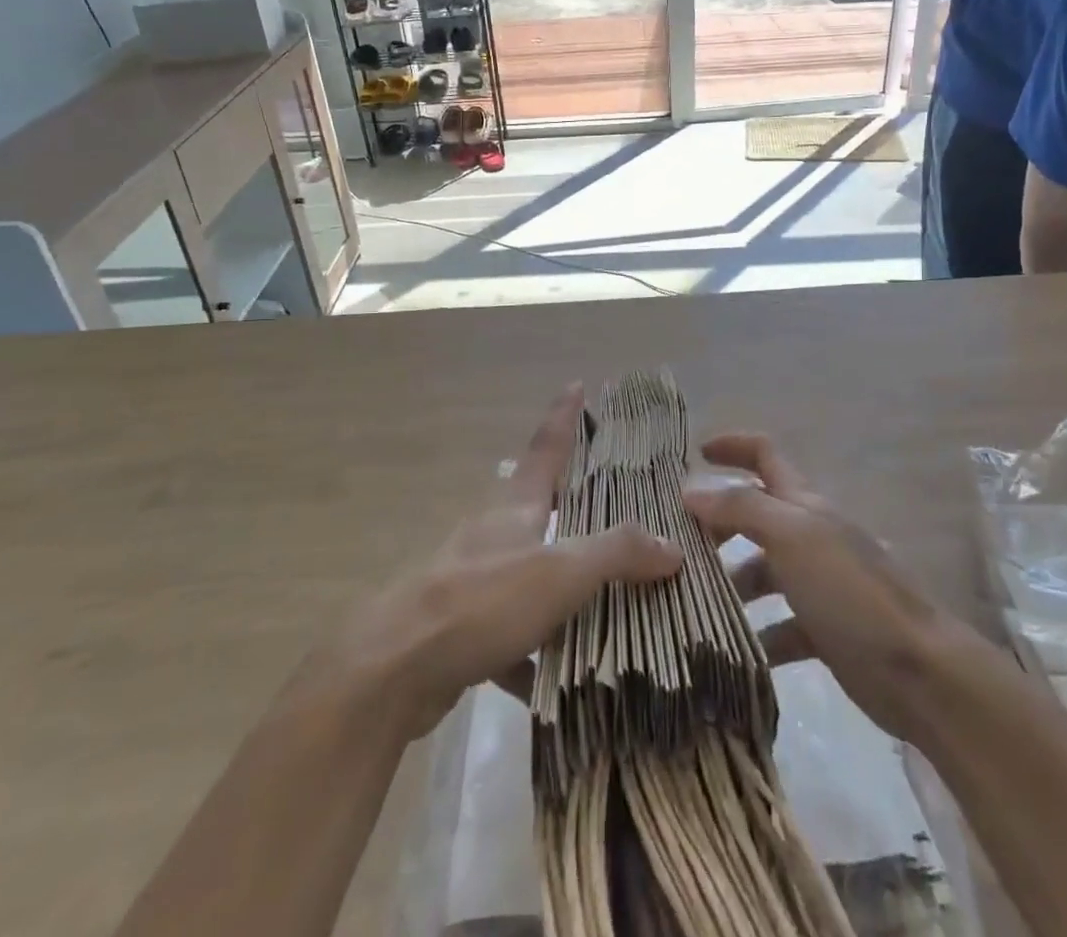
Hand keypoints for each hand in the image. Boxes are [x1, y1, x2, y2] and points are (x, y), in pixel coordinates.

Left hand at [315, 385, 681, 741]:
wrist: (393, 668)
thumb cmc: (482, 600)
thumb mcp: (559, 572)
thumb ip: (617, 554)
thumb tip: (673, 545)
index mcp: (516, 507)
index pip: (547, 447)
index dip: (565, 415)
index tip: (578, 383)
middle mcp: (494, 535)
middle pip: (540, 507)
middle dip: (574, 503)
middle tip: (617, 502)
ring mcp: (474, 581)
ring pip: (530, 574)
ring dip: (562, 587)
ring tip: (610, 601)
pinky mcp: (462, 630)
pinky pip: (512, 635)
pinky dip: (536, 654)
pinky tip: (562, 683)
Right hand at [685, 433, 975, 743]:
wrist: (920, 672)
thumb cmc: (851, 592)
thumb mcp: (792, 537)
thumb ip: (741, 508)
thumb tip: (691, 489)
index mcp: (804, 505)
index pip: (765, 455)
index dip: (732, 446)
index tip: (695, 453)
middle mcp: (810, 536)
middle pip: (756, 514)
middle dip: (718, 522)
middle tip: (676, 544)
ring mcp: (819, 584)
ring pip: (762, 572)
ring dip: (730, 583)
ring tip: (690, 601)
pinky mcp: (824, 631)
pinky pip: (778, 626)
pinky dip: (754, 634)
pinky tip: (728, 652)